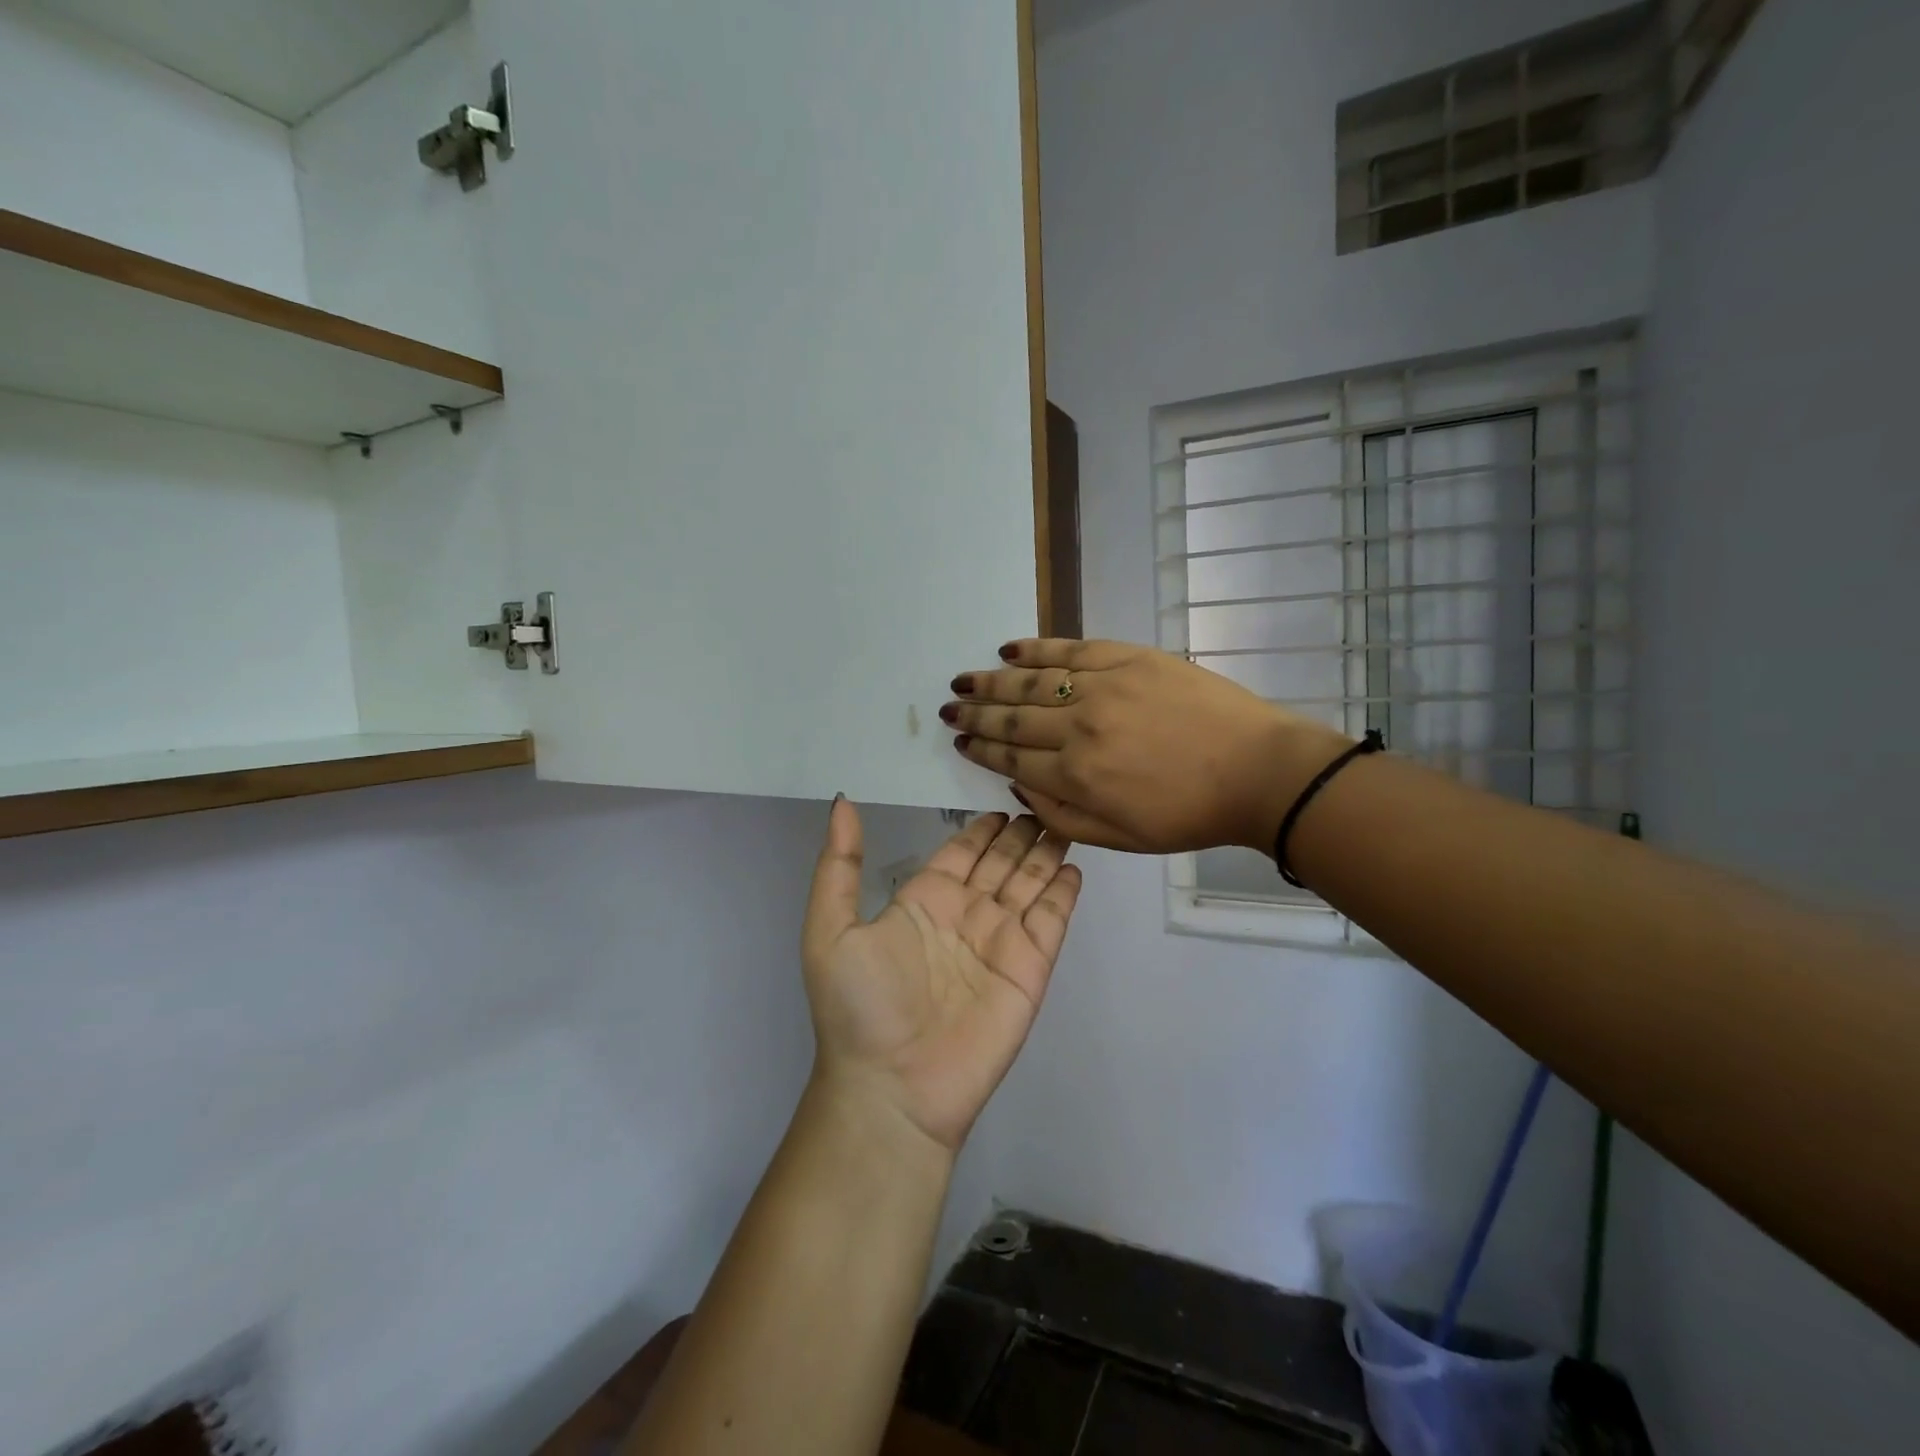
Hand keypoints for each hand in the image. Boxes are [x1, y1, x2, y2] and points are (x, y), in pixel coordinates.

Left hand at [801, 801, 1081, 1152]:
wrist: (893, 1088)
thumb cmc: (860, 1008)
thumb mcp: (830, 929)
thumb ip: (839, 864)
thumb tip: (841, 802)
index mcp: (924, 901)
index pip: (961, 851)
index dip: (981, 828)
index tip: (1003, 799)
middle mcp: (966, 915)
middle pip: (1001, 861)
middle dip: (1020, 833)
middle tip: (1042, 799)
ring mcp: (1000, 941)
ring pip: (1029, 882)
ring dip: (1045, 852)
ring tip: (1064, 819)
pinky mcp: (1030, 968)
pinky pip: (1051, 920)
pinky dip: (1063, 892)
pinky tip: (1073, 866)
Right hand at [942, 639, 1351, 854]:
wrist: (1258, 772)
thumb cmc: (1190, 815)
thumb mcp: (1121, 838)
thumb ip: (1061, 815)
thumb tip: (1018, 786)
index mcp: (1077, 775)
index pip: (1012, 756)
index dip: (982, 748)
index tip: (960, 739)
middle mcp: (1079, 726)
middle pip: (1012, 716)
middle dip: (975, 713)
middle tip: (948, 708)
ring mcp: (1103, 686)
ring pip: (1032, 680)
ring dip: (992, 681)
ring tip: (964, 680)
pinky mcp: (1128, 658)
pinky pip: (1070, 648)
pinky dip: (1036, 648)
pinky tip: (1009, 649)